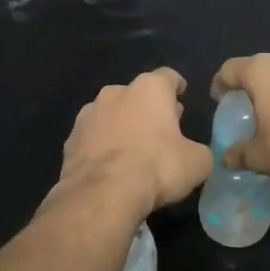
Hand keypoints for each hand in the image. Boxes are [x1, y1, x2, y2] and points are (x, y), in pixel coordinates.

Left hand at [55, 68, 211, 217]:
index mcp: (149, 89)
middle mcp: (116, 92)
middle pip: (138, 95)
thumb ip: (199, 151)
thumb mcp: (197, 163)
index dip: (176, 86)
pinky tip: (110, 166)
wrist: (102, 193)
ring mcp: (88, 114)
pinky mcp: (70, 139)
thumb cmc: (157, 167)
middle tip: (161, 130)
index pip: (168, 77)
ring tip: (133, 150)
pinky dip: (102, 146)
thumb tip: (195, 154)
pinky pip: (93, 137)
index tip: (181, 95)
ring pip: (111, 114)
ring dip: (122, 125)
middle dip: (149, 109)